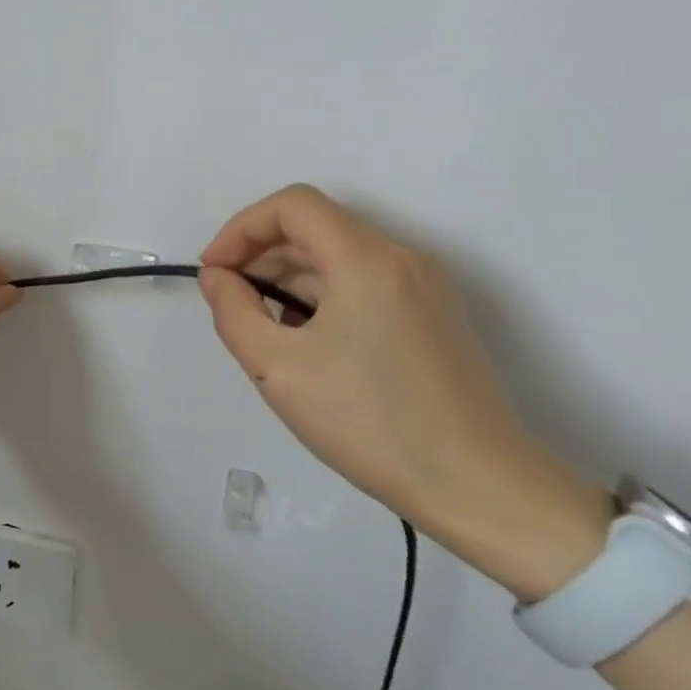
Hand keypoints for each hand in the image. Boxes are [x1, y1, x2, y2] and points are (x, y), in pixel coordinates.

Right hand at [199, 185, 609, 598]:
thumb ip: (233, 311)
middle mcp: (402, 258)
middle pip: (316, 228)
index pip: (292, 204)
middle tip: (230, 307)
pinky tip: (309, 347)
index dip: (241, 228)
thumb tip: (218, 277)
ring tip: (266, 334)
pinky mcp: (435, 316)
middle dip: (261, 257)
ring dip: (289, 281)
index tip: (214, 274)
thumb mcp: (277, 369)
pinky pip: (364, 285)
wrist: (476, 485)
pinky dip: (323, 298)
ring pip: (339, 259)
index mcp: (366, 258)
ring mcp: (425, 287)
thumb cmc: (368, 421)